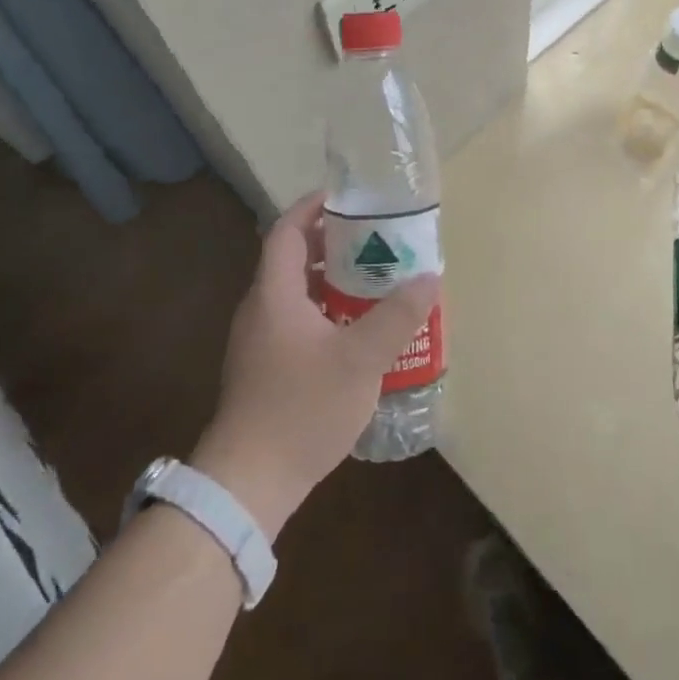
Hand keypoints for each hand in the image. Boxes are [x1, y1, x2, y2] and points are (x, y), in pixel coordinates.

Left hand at [191, 192, 437, 538]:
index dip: (313, 207)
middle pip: (294, 259)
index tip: (347, 198)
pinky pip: (298, 323)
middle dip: (334, 244)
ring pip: (298, 294)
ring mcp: (260, 342)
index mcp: (275, 294)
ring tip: (376, 282)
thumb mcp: (361, 359)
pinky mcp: (266, 369)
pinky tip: (359, 333)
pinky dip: (327, 313)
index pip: (287, 231)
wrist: (249, 482)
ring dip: (333, 281)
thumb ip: (397, 317)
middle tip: (376, 240)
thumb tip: (430, 277)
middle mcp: (261, 310)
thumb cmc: (302, 408)